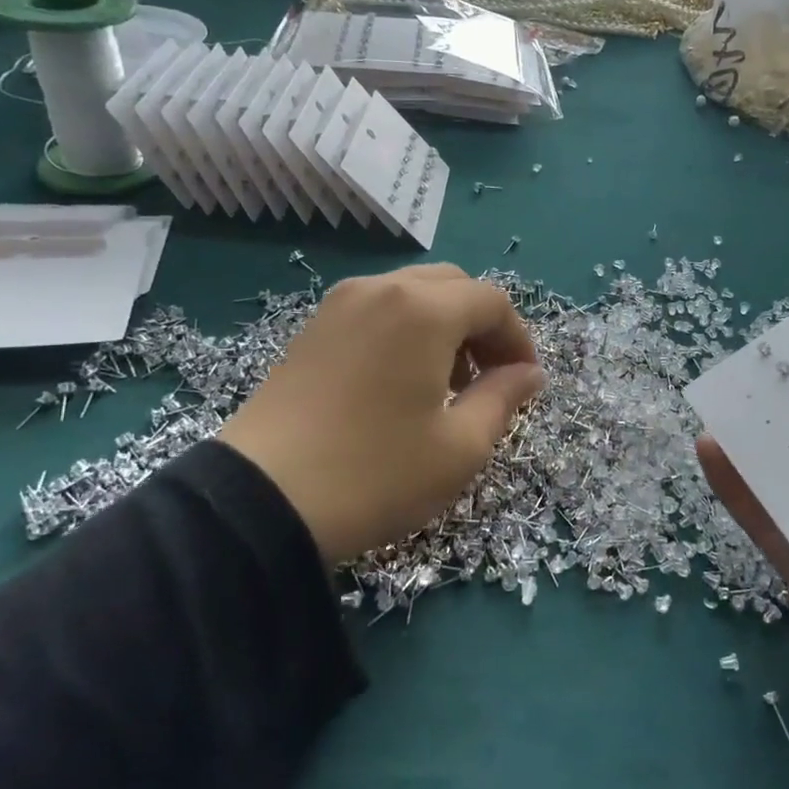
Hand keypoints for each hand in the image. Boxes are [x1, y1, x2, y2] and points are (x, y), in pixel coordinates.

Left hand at [222, 265, 545, 564]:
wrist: (258, 502)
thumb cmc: (376, 474)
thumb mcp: (459, 446)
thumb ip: (504, 398)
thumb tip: (530, 374)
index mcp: (423, 310)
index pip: (492, 303)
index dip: (518, 339)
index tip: (525, 382)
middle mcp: (381, 289)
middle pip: (453, 286)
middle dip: (482, 326)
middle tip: (490, 377)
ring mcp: (339, 305)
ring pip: (412, 293)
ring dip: (444, 325)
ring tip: (447, 383)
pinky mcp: (313, 328)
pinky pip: (377, 310)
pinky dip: (406, 330)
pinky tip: (401, 381)